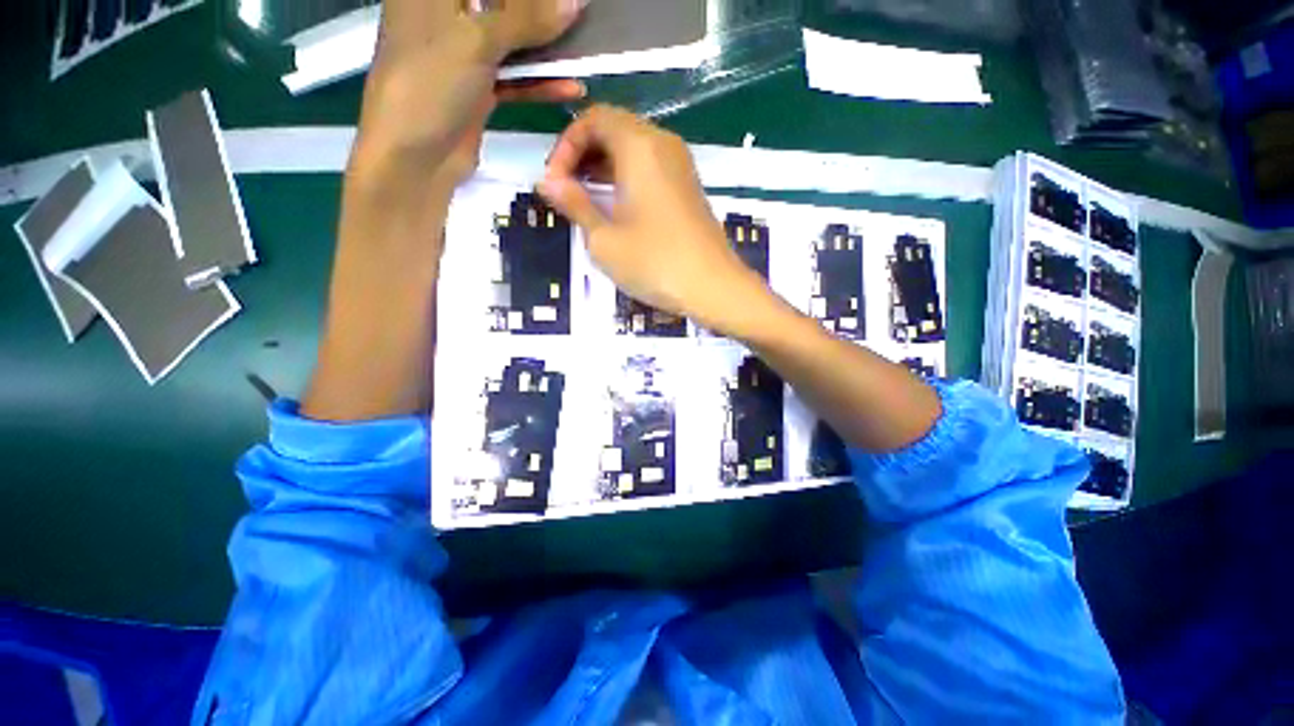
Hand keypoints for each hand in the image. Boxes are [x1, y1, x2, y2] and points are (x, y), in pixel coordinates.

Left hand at [349, 0, 587, 199]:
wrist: (415, 157)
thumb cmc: (431, 84)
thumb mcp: (477, 41)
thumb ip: (527, 18)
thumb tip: (576, 1)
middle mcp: (445, 16)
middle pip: (499, 5)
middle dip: (539, 11)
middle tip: (576, 15)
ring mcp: (462, 56)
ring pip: (510, 43)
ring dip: (546, 50)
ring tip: (583, 50)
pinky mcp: (477, 91)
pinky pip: (513, 79)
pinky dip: (540, 84)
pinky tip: (570, 87)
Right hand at [537, 105, 766, 333]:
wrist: (714, 288)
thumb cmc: (655, 263)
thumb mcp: (604, 239)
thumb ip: (574, 204)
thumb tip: (548, 181)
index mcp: (640, 145)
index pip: (593, 118)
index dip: (566, 145)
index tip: (554, 183)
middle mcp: (663, 144)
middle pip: (614, 129)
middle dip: (583, 155)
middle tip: (566, 191)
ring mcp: (681, 166)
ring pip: (633, 149)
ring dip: (604, 168)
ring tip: (586, 201)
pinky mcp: (688, 188)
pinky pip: (651, 168)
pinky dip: (626, 178)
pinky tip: (616, 208)